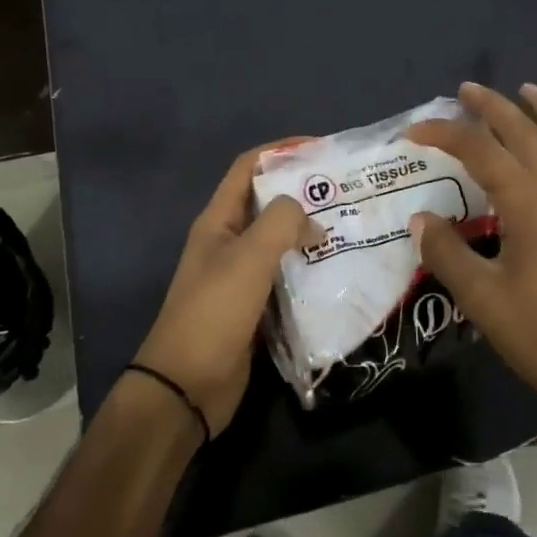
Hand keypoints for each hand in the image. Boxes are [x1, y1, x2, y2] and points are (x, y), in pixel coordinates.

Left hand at [132, 143, 317, 436]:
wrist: (187, 387)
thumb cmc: (214, 313)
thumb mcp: (248, 258)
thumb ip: (281, 224)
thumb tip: (310, 218)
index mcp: (218, 222)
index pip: (247, 168)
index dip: (280, 152)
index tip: (320, 149)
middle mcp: (228, 242)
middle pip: (267, 204)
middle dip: (302, 193)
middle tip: (346, 191)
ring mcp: (240, 276)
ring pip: (279, 242)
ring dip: (308, 232)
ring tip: (349, 227)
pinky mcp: (254, 307)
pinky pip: (285, 276)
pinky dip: (308, 268)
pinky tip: (336, 270)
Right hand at [408, 83, 536, 430]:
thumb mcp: (482, 297)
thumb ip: (447, 253)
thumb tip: (422, 219)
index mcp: (530, 202)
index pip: (481, 151)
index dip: (444, 135)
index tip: (411, 132)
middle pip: (526, 133)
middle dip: (494, 107)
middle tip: (466, 90)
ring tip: (527, 91)